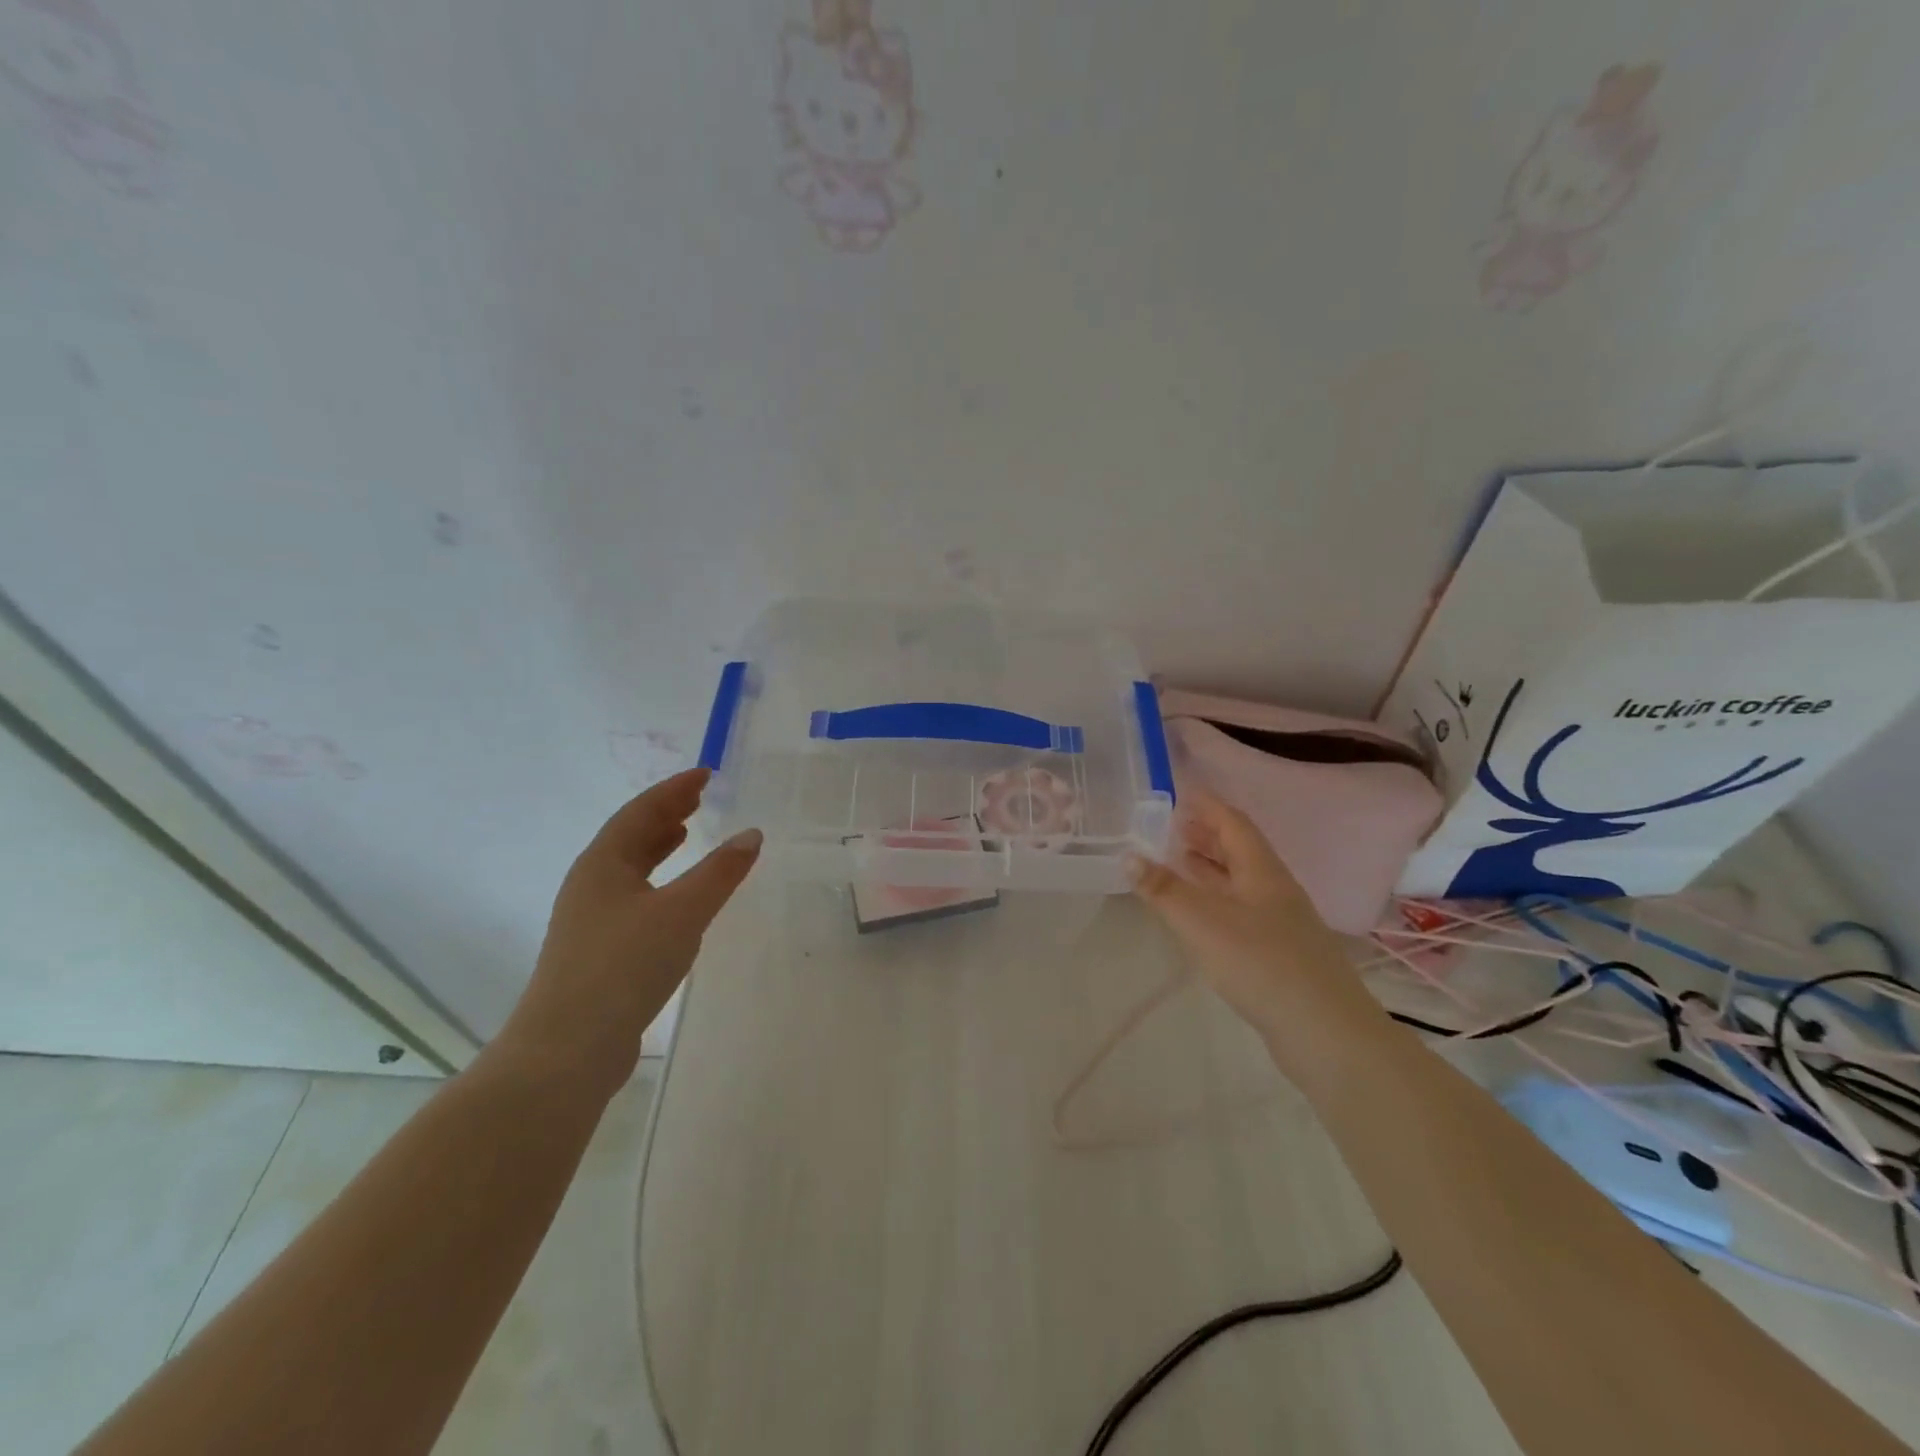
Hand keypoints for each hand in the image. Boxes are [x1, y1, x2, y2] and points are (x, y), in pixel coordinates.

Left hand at [498, 768, 760, 1100]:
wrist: (567, 1050)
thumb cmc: (624, 966)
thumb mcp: (683, 912)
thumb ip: (720, 872)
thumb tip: (752, 835)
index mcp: (603, 864)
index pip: (641, 811)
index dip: (674, 790)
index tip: (705, 774)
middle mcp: (591, 884)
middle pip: (630, 836)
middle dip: (665, 814)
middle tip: (698, 799)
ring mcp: (590, 920)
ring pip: (629, 869)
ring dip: (658, 847)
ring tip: (686, 834)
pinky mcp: (598, 952)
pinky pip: (633, 897)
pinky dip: (658, 882)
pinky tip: (676, 898)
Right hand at [1127, 791, 1372, 1044]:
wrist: (1324, 1031)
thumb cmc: (1260, 962)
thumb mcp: (1201, 921)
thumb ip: (1163, 889)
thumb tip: (1128, 855)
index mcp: (1261, 870)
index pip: (1232, 821)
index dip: (1206, 804)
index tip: (1177, 791)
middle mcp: (1273, 888)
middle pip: (1238, 849)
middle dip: (1204, 834)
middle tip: (1167, 826)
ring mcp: (1280, 921)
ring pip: (1239, 881)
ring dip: (1208, 868)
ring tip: (1175, 861)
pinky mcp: (1278, 952)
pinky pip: (1240, 909)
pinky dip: (1214, 899)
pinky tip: (1198, 914)